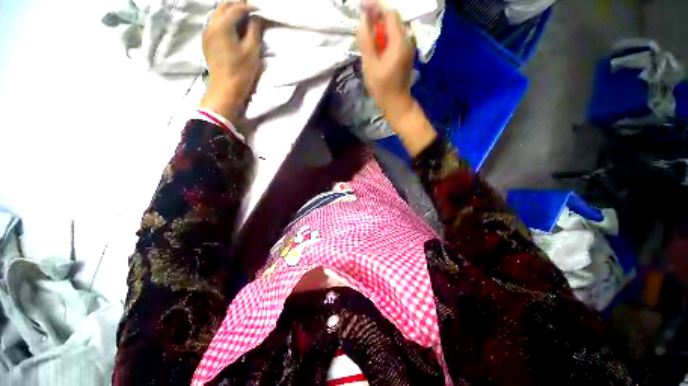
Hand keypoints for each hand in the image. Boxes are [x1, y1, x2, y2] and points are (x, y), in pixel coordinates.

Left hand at [200, 2, 262, 121]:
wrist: (226, 89)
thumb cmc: (241, 71)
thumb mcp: (252, 50)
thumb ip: (254, 30)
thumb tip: (256, 17)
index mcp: (222, 25)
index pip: (237, 8)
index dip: (249, 7)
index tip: (260, 10)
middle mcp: (211, 24)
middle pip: (224, 6)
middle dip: (238, 5)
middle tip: (251, 11)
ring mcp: (207, 33)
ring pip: (218, 14)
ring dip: (231, 12)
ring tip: (244, 18)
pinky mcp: (207, 41)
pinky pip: (215, 24)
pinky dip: (225, 21)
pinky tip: (234, 28)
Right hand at [357, 11, 414, 117]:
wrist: (396, 104)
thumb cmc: (382, 88)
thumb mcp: (370, 66)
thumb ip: (366, 41)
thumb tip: (363, 19)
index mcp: (399, 42)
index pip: (390, 14)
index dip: (376, 8)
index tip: (362, 8)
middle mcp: (407, 41)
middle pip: (392, 20)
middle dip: (377, 19)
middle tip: (363, 27)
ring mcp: (407, 48)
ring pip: (393, 30)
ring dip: (379, 30)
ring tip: (367, 40)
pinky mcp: (405, 54)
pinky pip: (394, 39)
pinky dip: (384, 39)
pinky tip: (376, 48)